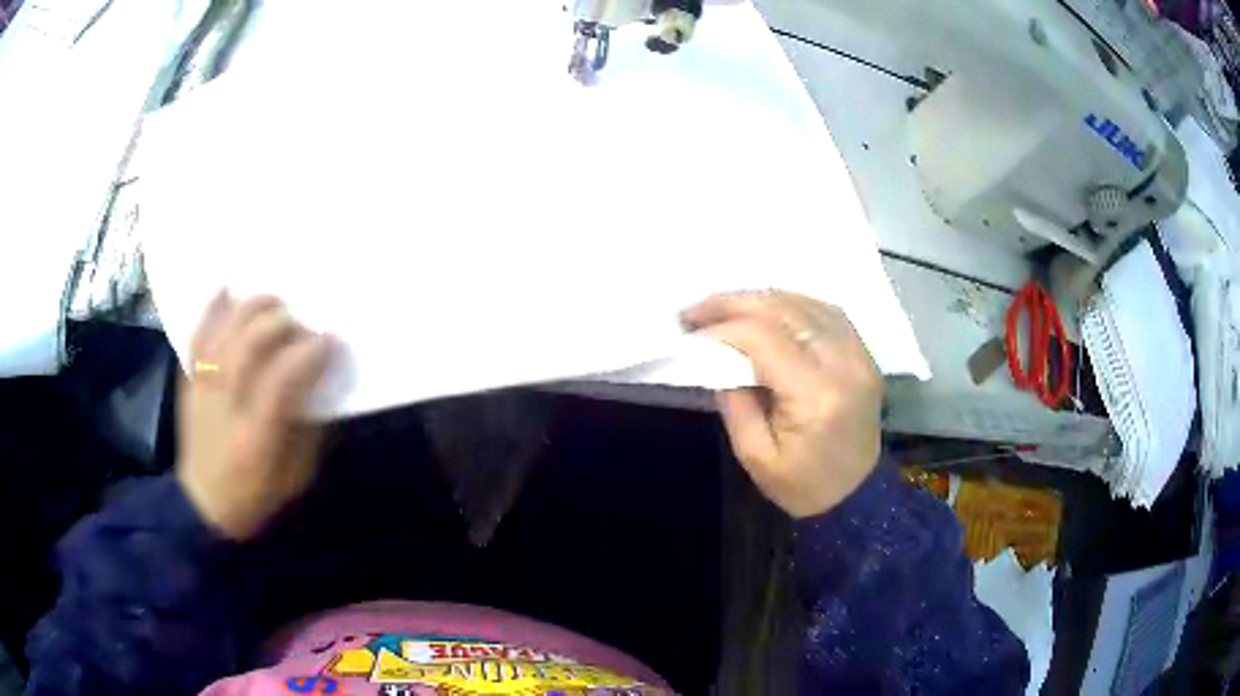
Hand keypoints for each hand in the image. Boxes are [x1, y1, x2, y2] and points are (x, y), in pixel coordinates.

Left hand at [177, 293, 333, 540]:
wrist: (204, 508)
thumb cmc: (257, 496)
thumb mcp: (296, 475)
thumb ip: (307, 425)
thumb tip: (319, 378)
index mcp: (255, 438)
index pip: (281, 381)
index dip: (310, 354)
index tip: (332, 341)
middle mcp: (224, 406)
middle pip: (249, 345)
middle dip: (281, 324)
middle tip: (302, 323)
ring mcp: (202, 390)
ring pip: (223, 334)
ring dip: (251, 309)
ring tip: (274, 301)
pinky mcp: (189, 382)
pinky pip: (196, 337)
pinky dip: (211, 309)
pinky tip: (227, 287)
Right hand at [683, 291, 882, 517]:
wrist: (855, 496)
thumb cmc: (802, 486)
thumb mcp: (754, 455)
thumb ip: (734, 401)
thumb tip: (718, 356)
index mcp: (815, 394)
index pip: (764, 338)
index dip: (722, 327)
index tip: (690, 332)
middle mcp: (843, 364)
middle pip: (785, 310)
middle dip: (735, 303)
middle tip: (697, 310)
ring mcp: (859, 356)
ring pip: (807, 304)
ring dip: (762, 300)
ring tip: (726, 307)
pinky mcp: (864, 356)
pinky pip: (827, 313)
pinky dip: (793, 304)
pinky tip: (768, 310)